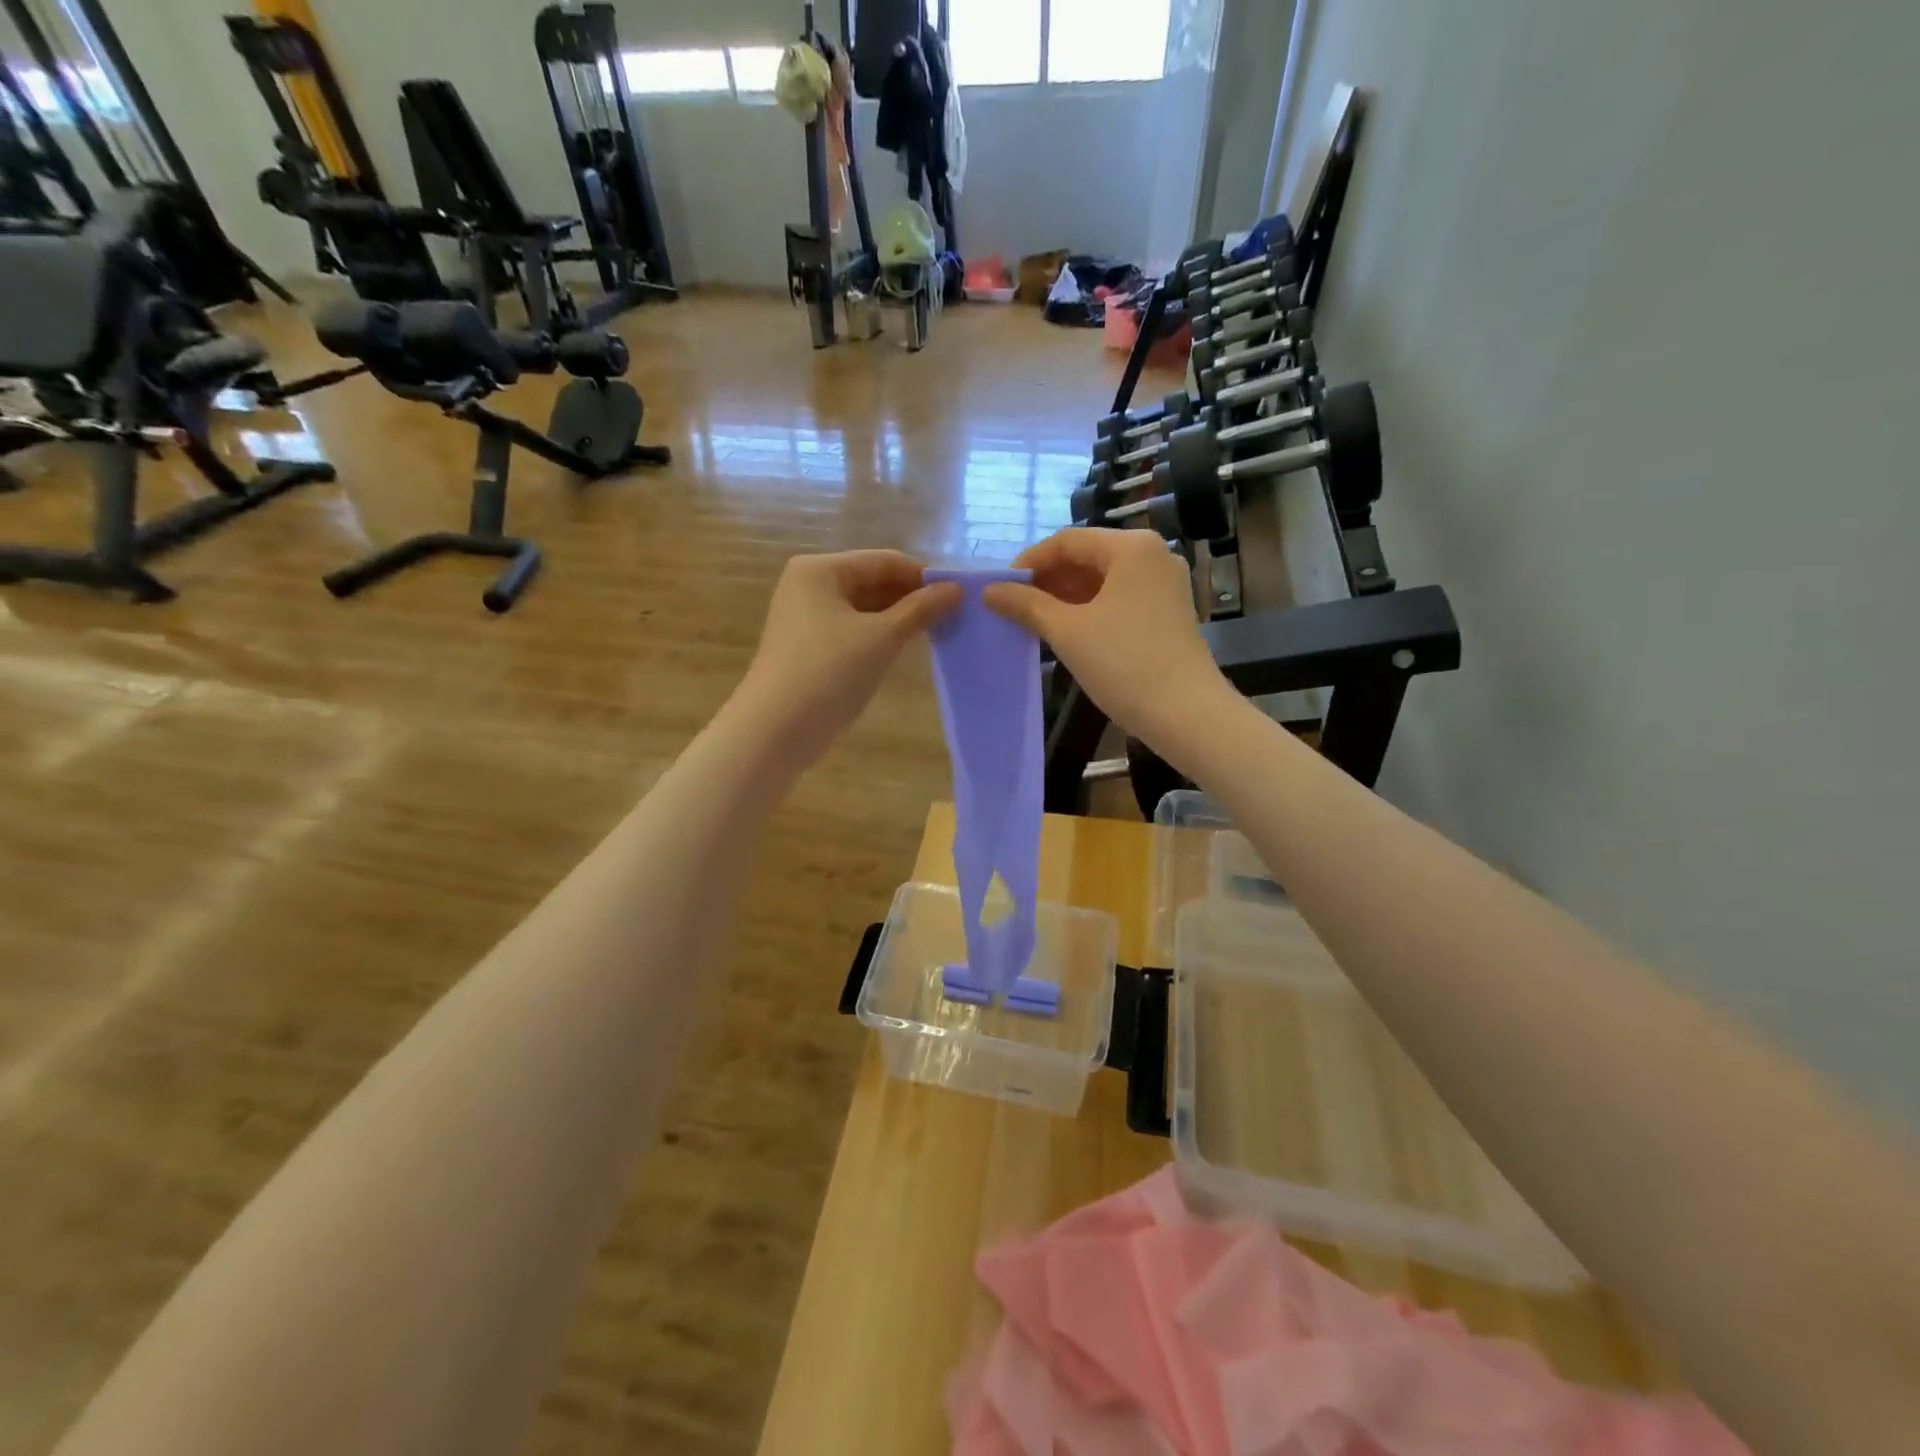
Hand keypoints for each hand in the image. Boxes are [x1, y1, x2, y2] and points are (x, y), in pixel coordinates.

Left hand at [734, 550, 961, 766]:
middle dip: (911, 598)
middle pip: (872, 581)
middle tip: (952, 617)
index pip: (884, 561)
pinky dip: (878, 636)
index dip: (923, 576)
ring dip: (897, 618)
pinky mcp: (807, 646)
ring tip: (935, 633)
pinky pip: (852, 630)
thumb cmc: (829, 673)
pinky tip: (903, 649)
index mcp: (820, 569)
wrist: (775, 729)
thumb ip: (921, 609)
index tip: (960, 597)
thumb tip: (957, 589)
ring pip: (863, 608)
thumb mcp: (882, 637)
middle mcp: (808, 585)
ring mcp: (805, 617)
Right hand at [983, 529, 1230, 757]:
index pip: (1067, 541)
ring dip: (1066, 595)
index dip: (1029, 563)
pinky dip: (1090, 608)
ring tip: (1034, 620)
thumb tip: (989, 591)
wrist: (1185, 713)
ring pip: (1103, 578)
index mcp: (1131, 547)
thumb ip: (1026, 605)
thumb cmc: (1124, 664)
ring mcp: (1165, 582)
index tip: (1001, 589)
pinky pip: (1120, 596)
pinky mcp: (1168, 609)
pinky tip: (1066, 630)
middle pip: (1087, 556)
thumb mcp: (1068, 632)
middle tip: (1014, 607)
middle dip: (1048, 580)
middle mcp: (1153, 554)